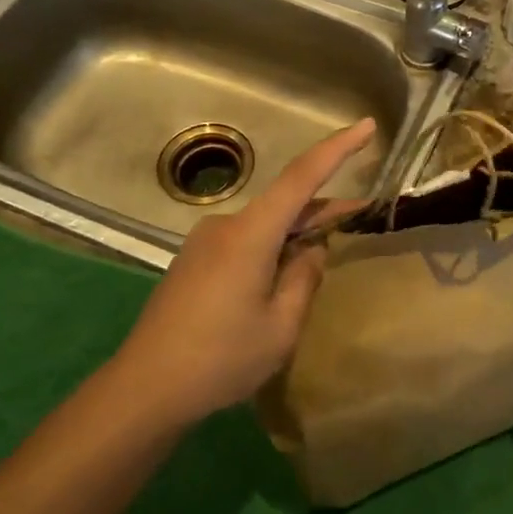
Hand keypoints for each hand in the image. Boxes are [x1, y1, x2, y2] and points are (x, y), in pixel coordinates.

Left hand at [112, 118, 376, 424]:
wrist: (146, 388)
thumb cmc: (220, 359)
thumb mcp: (280, 327)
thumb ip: (304, 280)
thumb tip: (311, 250)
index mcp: (250, 234)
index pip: (302, 178)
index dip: (337, 149)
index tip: (366, 126)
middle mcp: (226, 226)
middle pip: (285, 203)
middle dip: (323, 207)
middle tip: (363, 214)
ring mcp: (205, 242)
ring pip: (264, 225)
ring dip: (296, 232)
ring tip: (323, 254)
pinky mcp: (194, 261)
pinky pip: (244, 241)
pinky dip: (272, 247)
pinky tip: (282, 275)